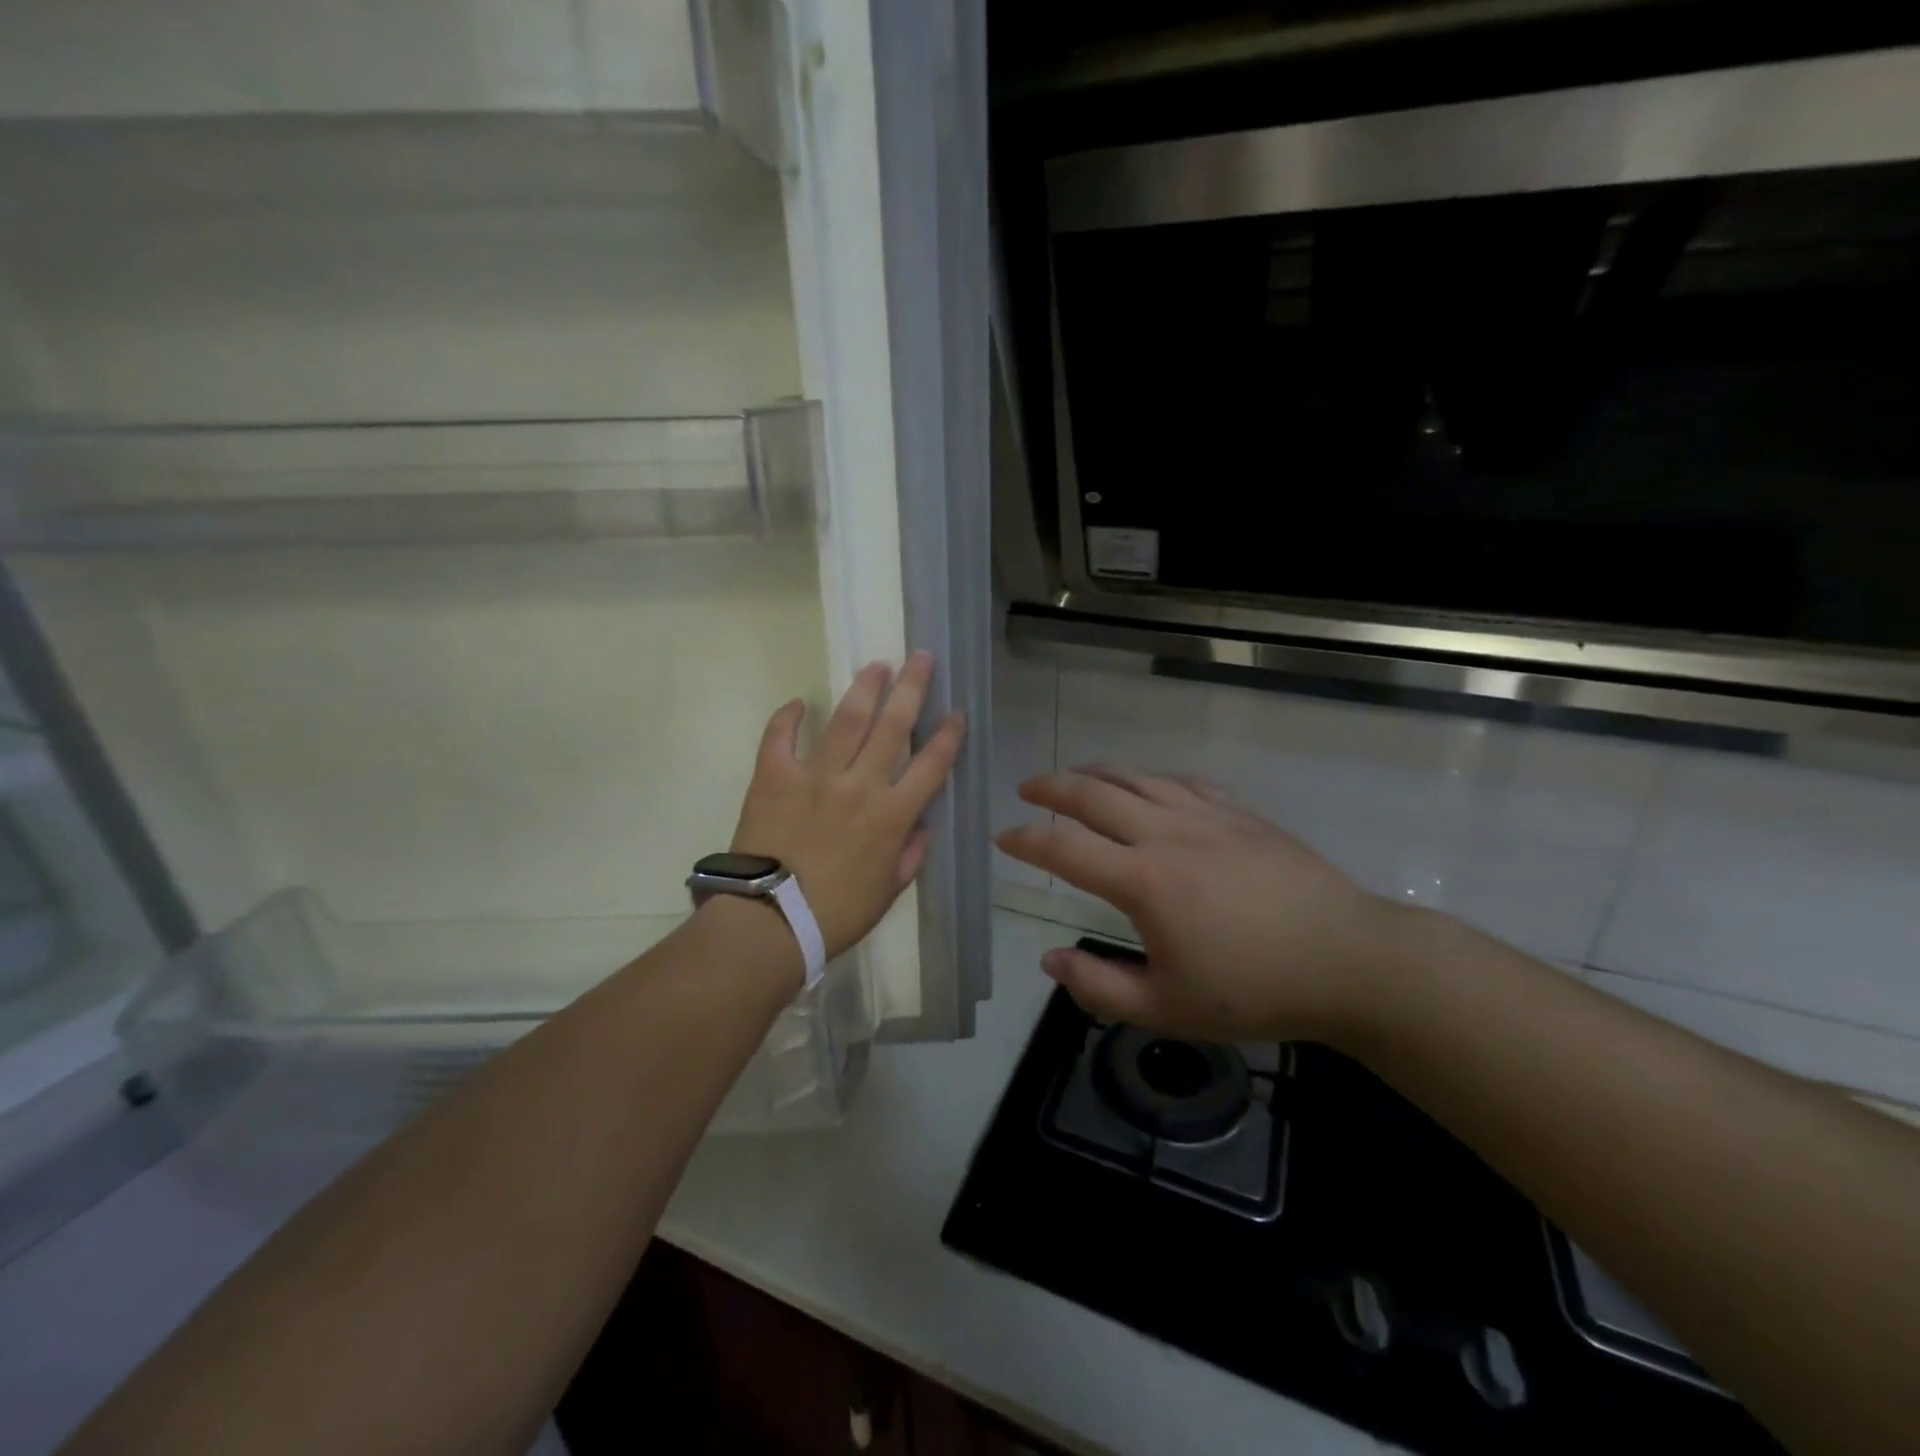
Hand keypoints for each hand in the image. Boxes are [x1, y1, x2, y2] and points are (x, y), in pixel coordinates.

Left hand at [731, 651, 964, 959]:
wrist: (769, 922)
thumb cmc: (835, 915)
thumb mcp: (887, 893)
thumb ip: (909, 857)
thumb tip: (920, 829)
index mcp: (892, 815)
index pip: (931, 764)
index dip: (948, 735)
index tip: (956, 712)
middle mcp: (860, 784)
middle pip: (893, 726)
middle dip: (912, 688)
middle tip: (920, 658)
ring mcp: (815, 775)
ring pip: (847, 720)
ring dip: (865, 689)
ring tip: (877, 666)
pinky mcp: (773, 776)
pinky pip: (780, 737)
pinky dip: (789, 717)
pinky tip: (800, 702)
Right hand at [996, 767, 1407, 1043]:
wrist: (1349, 962)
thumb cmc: (1254, 991)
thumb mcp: (1168, 1009)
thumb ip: (1099, 987)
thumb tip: (1050, 960)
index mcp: (1143, 881)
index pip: (1065, 848)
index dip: (1027, 841)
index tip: (1004, 838)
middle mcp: (1167, 834)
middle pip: (1094, 794)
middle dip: (1052, 787)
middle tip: (1027, 789)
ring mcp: (1207, 816)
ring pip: (1137, 777)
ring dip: (1096, 773)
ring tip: (1073, 778)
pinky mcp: (1240, 813)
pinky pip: (1182, 780)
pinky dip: (1150, 777)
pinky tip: (1146, 783)